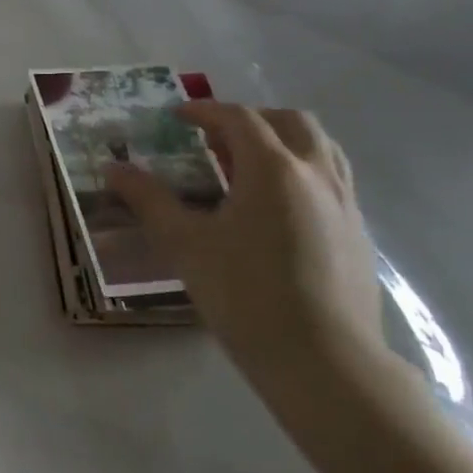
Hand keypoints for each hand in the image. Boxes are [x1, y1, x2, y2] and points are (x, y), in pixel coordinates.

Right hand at [109, 104, 387, 397]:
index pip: (239, 119)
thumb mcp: (183, 244)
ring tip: (249, 166)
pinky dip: (302, 173)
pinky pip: (332, 181)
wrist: (324, 361)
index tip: (177, 116)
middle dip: (251, 119)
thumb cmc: (244, 293)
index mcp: (273, 169)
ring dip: (284, 141)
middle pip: (291, 122)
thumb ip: (148, 199)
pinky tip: (277, 210)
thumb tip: (113, 168)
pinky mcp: (359, 234)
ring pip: (321, 148)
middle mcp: (316, 174)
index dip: (205, 111)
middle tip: (216, 137)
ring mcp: (346, 204)